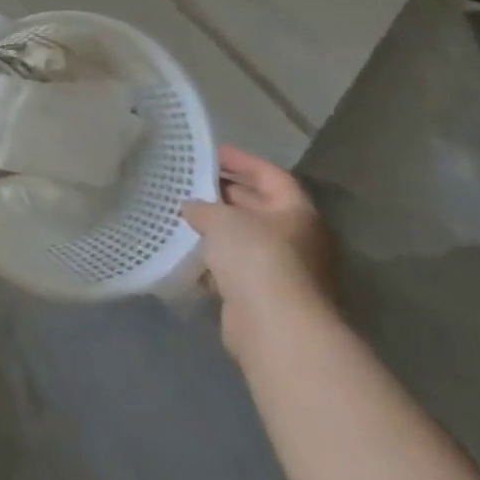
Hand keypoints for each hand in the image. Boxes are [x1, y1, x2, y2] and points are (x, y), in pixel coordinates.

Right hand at [184, 146, 337, 358]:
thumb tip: (191, 207)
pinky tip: (187, 253)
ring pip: (246, 239)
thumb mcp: (222, 219)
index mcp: (297, 213)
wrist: (275, 326)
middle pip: (260, 207)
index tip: (211, 152)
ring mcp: (284, 270)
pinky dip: (214, 260)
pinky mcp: (265, 296)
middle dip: (225, 194)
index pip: (271, 175)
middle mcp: (298, 239)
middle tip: (190, 182)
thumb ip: (203, 206)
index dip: (242, 160)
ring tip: (182, 215)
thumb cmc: (256, 258)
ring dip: (217, 229)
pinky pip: (236, 268)